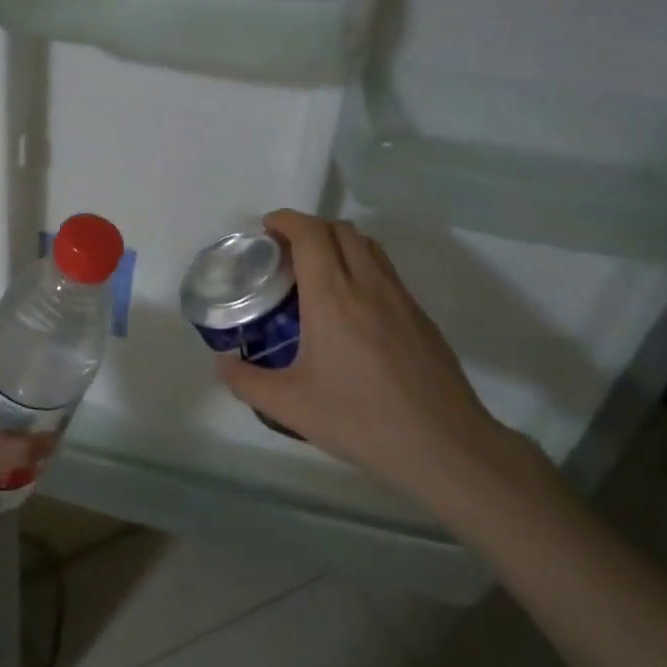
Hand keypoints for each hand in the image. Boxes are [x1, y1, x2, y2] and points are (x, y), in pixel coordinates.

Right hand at [216, 210, 534, 505]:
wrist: (443, 446)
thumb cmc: (360, 420)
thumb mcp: (289, 406)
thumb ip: (246, 382)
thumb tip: (222, 364)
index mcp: (332, 297)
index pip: (310, 234)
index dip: (286, 220)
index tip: (267, 228)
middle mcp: (368, 285)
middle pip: (340, 229)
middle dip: (309, 228)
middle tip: (286, 252)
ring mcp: (400, 298)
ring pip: (368, 246)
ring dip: (338, 242)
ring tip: (317, 272)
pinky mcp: (420, 317)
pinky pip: (386, 271)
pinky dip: (361, 266)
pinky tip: (351, 307)